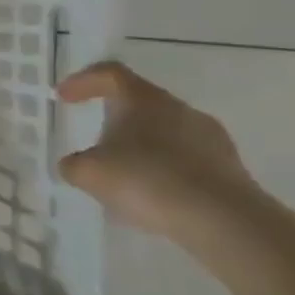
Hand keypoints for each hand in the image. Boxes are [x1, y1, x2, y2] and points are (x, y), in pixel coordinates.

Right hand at [55, 60, 265, 241]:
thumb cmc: (147, 180)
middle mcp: (179, 108)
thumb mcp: (90, 173)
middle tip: (95, 141)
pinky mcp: (230, 167)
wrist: (224, 221)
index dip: (82, 81)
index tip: (64, 98)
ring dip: (142, 146)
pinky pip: (187, 158)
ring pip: (165, 131)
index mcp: (142, 99)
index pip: (109, 73)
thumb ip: (73, 164)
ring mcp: (210, 136)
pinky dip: (165, 169)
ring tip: (125, 175)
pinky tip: (154, 196)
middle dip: (114, 118)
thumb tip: (74, 163)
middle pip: (139, 102)